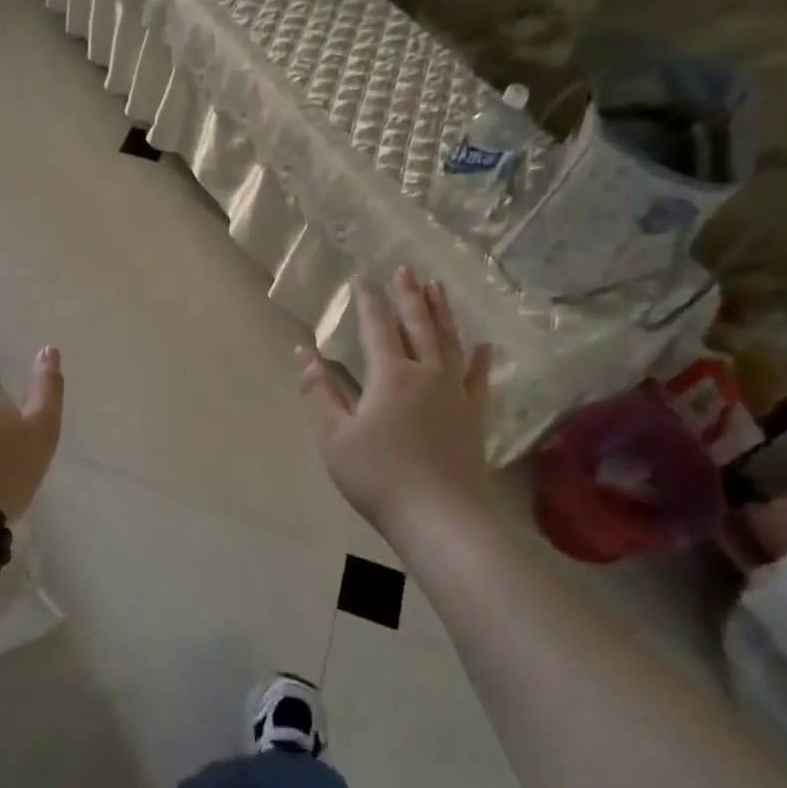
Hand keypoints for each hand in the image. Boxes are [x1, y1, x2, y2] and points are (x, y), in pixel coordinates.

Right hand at [299, 268, 493, 535]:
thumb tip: (303, 354)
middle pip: (419, 326)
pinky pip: (478, 378)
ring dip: (443, 314)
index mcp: (390, 376)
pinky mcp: (473, 416)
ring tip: (439, 289)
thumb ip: (318, 393)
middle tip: (407, 270)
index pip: (377, 328)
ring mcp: (455, 394)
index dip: (368, 303)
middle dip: (410, 296)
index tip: (362, 280)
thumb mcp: (333, 437)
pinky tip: (483, 345)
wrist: (439, 516)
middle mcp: (426, 374)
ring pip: (450, 343)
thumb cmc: (378, 476)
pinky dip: (479, 359)